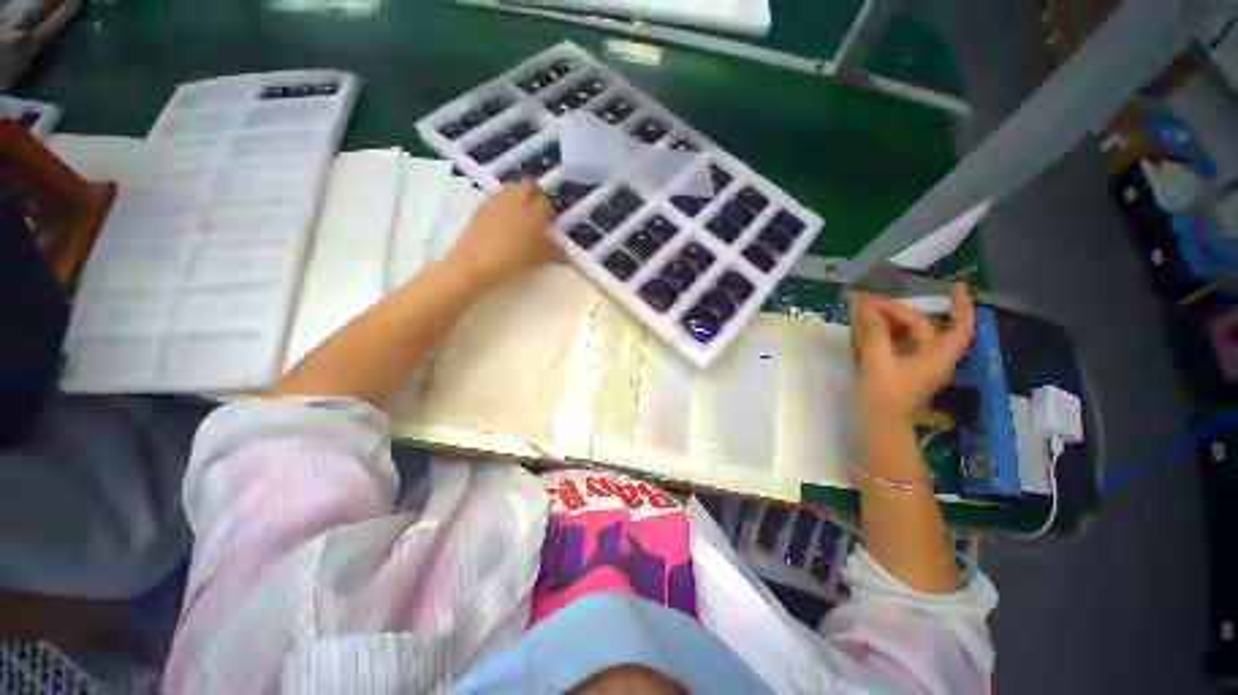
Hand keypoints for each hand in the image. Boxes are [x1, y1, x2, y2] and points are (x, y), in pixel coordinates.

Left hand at [444, 182, 561, 291]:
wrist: (474, 266)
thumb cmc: (512, 261)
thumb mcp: (538, 259)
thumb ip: (554, 252)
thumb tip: (565, 253)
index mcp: (534, 210)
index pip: (546, 202)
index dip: (550, 214)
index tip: (550, 228)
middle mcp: (515, 199)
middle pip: (528, 188)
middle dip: (535, 199)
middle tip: (537, 219)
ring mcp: (495, 201)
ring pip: (511, 192)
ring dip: (518, 201)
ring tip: (520, 223)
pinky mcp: (479, 209)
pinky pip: (497, 201)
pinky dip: (504, 208)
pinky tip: (503, 228)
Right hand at [850, 284, 975, 424]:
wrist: (881, 424)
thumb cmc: (885, 395)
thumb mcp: (878, 362)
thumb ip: (875, 333)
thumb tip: (867, 307)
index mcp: (937, 355)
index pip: (960, 326)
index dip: (961, 305)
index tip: (956, 286)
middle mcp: (932, 356)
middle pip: (921, 325)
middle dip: (896, 310)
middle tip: (867, 301)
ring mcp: (918, 363)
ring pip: (908, 334)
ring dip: (888, 320)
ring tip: (864, 310)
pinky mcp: (904, 368)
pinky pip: (897, 343)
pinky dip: (885, 332)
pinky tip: (867, 327)